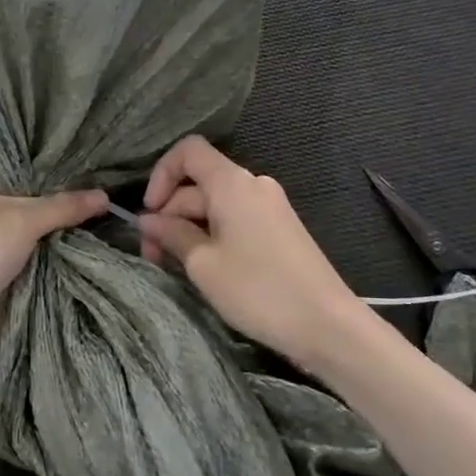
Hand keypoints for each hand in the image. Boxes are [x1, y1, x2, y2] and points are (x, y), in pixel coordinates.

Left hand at [0, 185, 109, 355]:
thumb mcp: (26, 218)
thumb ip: (65, 206)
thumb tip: (105, 196)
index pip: (12, 170)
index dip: (42, 168)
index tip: (76, 165)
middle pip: (20, 201)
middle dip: (51, 202)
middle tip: (91, 190)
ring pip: (22, 231)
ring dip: (48, 231)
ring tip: (89, 215)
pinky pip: (22, 256)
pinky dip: (41, 254)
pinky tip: (69, 246)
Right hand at [140, 137, 361, 368]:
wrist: (326, 325)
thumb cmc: (257, 289)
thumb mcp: (202, 263)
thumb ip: (171, 234)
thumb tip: (148, 220)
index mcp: (232, 183)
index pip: (188, 151)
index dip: (161, 175)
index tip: (150, 213)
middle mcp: (252, 185)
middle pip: (198, 183)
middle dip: (169, 214)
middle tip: (152, 256)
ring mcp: (269, 207)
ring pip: (214, 205)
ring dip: (188, 228)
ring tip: (174, 266)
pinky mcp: (278, 229)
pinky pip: (234, 219)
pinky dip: (211, 235)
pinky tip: (204, 267)